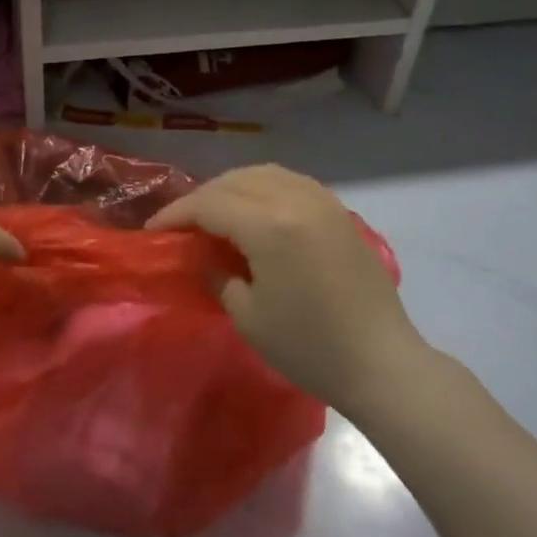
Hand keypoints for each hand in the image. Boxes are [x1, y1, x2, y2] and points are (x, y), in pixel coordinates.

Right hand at [149, 166, 421, 416]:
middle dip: (202, 197)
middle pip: (235, 181)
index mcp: (270, 225)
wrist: (382, 363)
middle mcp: (296, 200)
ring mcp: (322, 201)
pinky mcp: (339, 212)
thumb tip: (205, 255)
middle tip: (182, 224)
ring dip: (232, 187)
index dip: (176, 214)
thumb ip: (218, 275)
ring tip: (215, 212)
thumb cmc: (310, 347)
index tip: (154, 231)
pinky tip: (256, 211)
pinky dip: (263, 188)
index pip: (210, 204)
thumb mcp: (248, 317)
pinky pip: (291, 182)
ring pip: (264, 174)